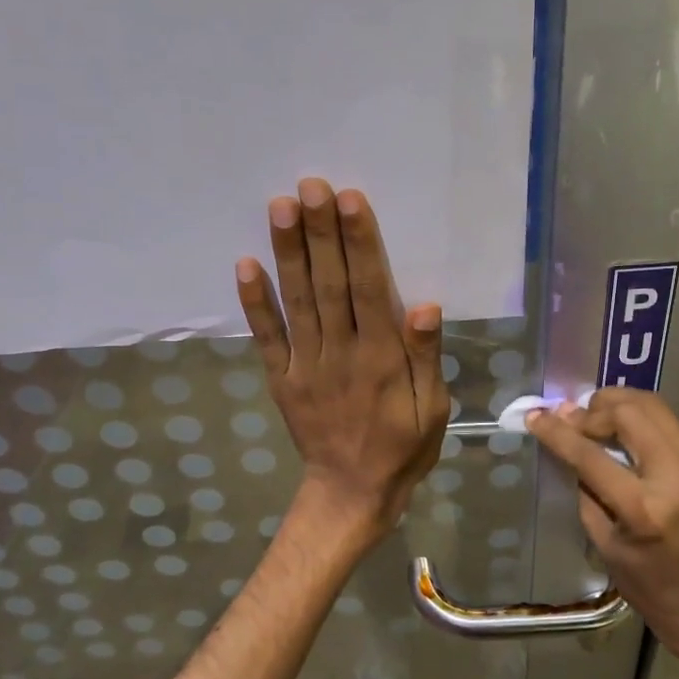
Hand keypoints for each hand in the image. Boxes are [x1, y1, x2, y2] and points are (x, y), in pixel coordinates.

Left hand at [237, 179, 448, 543]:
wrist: (351, 493)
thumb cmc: (402, 447)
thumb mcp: (433, 408)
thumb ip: (426, 357)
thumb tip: (424, 306)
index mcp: (381, 357)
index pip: (370, 289)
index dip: (360, 243)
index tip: (348, 200)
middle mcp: (341, 352)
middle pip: (329, 285)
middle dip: (320, 233)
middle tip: (310, 185)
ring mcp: (305, 365)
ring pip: (297, 301)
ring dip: (288, 253)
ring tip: (280, 207)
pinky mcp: (281, 379)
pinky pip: (266, 337)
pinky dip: (255, 302)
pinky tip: (245, 264)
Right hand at [526, 389, 678, 663]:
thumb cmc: (648, 587)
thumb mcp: (604, 543)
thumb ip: (585, 489)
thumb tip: (566, 444)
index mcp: (645, 510)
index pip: (592, 456)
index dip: (559, 433)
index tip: (535, 417)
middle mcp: (676, 478)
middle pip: (630, 414)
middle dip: (593, 410)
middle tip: (570, 421)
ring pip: (652, 406)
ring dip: (616, 404)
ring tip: (591, 417)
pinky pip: (664, 422)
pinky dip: (635, 415)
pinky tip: (615, 426)